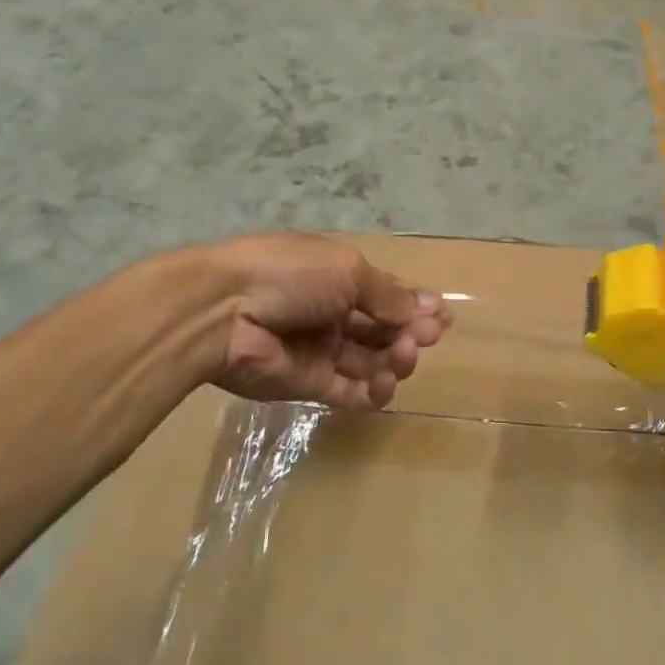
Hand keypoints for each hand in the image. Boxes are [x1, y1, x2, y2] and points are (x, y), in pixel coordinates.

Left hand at [202, 233, 450, 409]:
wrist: (222, 311)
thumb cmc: (290, 275)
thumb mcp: (347, 271)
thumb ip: (389, 295)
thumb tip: (432, 306)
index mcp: (339, 277)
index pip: (387, 295)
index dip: (415, 306)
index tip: (442, 318)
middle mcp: (334, 313)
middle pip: (383, 329)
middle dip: (409, 333)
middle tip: (424, 339)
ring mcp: (322, 350)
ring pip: (371, 361)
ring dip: (395, 361)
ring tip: (403, 358)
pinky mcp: (309, 385)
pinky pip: (350, 392)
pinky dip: (373, 392)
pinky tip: (385, 385)